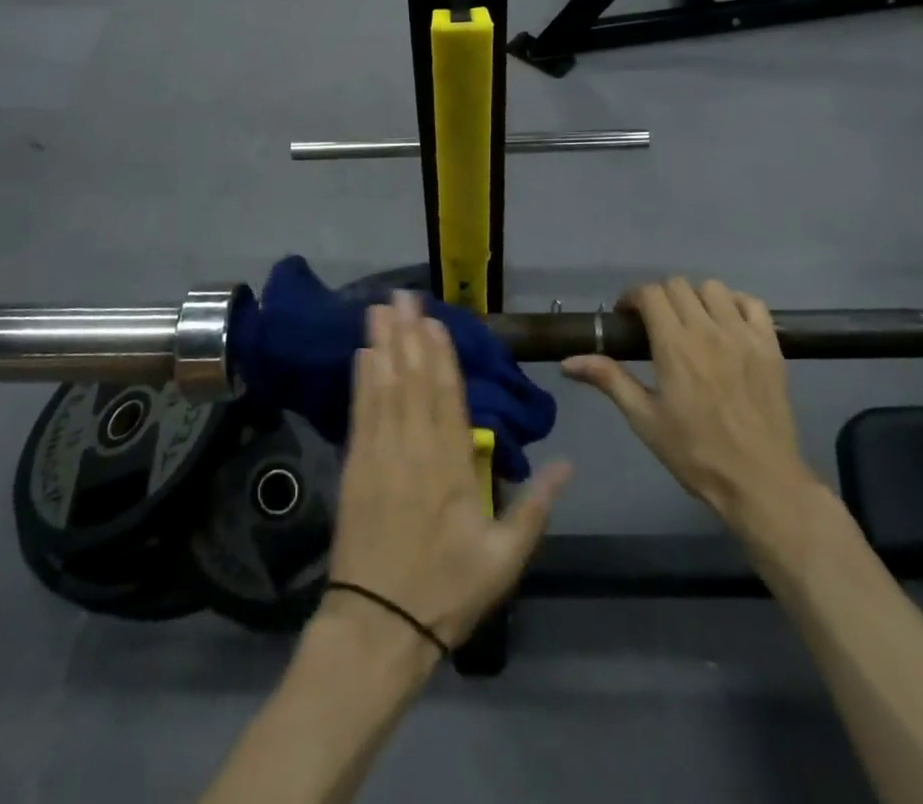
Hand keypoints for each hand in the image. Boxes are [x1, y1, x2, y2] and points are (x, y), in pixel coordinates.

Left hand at [326, 292, 570, 649]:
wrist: (378, 627)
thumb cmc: (446, 591)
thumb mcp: (504, 559)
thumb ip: (535, 509)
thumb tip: (567, 464)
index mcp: (452, 468)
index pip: (447, 397)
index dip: (440, 355)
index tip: (434, 320)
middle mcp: (415, 450)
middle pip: (412, 380)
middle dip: (408, 334)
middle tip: (401, 295)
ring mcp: (380, 456)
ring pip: (384, 388)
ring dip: (382, 345)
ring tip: (378, 308)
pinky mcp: (355, 468)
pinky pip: (360, 414)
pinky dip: (361, 381)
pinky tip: (362, 354)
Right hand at [561, 277, 826, 573]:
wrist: (761, 483)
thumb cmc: (696, 454)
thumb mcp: (645, 419)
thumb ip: (609, 380)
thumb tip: (568, 362)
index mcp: (674, 345)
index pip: (649, 293)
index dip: (632, 298)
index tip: (626, 318)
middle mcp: (708, 330)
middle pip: (677, 284)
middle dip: (659, 297)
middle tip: (655, 324)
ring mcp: (743, 335)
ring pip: (713, 288)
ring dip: (695, 298)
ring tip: (691, 323)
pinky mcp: (771, 346)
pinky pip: (753, 304)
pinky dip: (735, 304)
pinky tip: (727, 325)